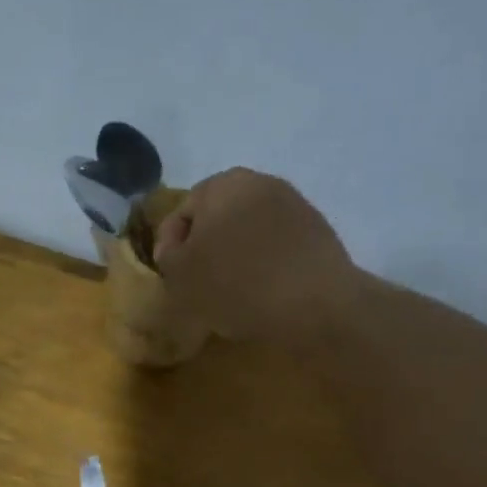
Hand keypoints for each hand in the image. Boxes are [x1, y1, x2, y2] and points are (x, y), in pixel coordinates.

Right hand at [153, 168, 361, 342]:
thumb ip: (168, 256)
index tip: (171, 278)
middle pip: (218, 218)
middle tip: (199, 284)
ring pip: (249, 231)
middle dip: (206, 248)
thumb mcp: (182, 276)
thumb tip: (176, 249)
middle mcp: (259, 182)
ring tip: (232, 292)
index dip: (169, 247)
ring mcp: (294, 205)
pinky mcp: (318, 231)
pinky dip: (265, 264)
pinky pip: (278, 246)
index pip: (181, 212)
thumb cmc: (237, 284)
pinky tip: (264, 293)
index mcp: (221, 184)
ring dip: (237, 256)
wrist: (316, 304)